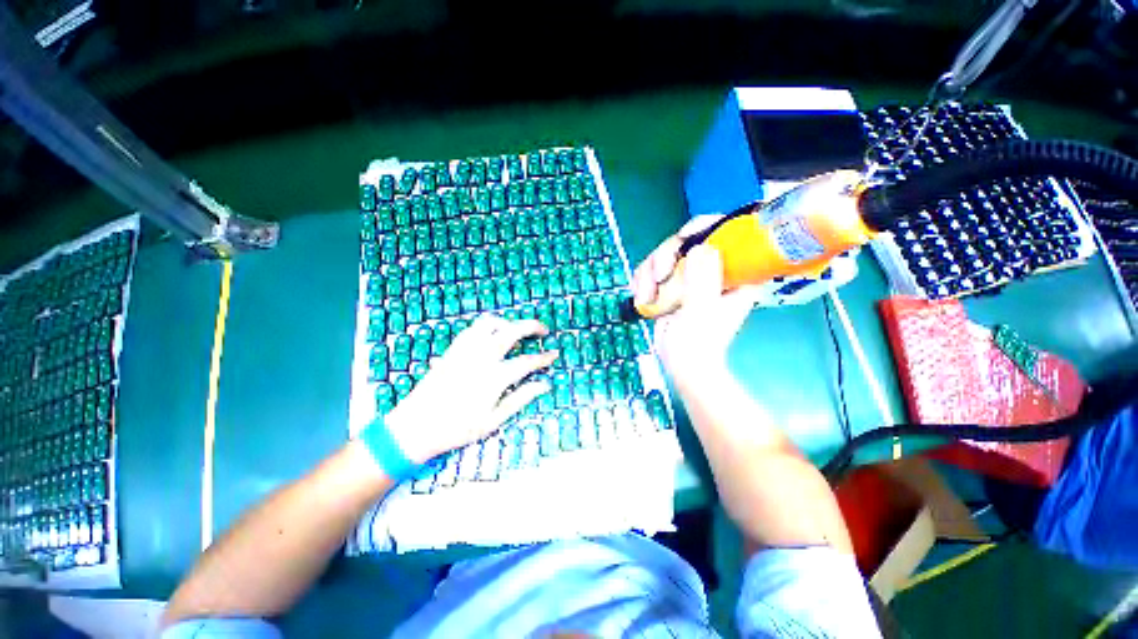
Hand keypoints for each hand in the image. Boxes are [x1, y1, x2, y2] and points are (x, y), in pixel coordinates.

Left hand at [384, 315, 558, 463]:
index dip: (544, 358)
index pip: (527, 362)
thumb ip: (520, 399)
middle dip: (531, 326)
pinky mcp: (453, 350)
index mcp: (494, 378)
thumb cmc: (456, 429)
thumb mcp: (493, 420)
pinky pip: (473, 328)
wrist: (414, 427)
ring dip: (508, 322)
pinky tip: (492, 335)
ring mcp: (465, 351)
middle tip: (543, 330)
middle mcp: (481, 358)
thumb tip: (544, 385)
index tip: (554, 354)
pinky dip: (489, 326)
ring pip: (491, 323)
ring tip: (517, 330)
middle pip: (512, 331)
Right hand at [631, 217, 759, 381]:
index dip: (705, 228)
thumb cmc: (697, 344)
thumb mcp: (701, 312)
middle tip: (657, 277)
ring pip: (667, 253)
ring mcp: (693, 275)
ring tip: (645, 295)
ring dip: (649, 271)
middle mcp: (716, 269)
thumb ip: (703, 281)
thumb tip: (700, 247)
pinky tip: (641, 294)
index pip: (728, 233)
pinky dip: (643, 279)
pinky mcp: (674, 283)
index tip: (682, 238)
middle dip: (666, 256)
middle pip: (688, 240)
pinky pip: (655, 268)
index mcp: (737, 272)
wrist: (680, 363)